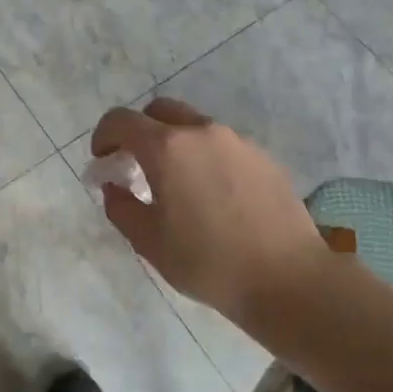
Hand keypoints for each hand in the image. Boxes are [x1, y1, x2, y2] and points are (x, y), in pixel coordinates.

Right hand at [90, 98, 332, 320]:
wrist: (289, 280)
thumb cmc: (208, 262)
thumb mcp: (149, 241)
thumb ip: (121, 207)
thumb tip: (114, 186)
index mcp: (166, 148)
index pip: (121, 120)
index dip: (104, 135)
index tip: (103, 159)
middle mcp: (201, 132)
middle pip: (160, 111)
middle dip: (140, 130)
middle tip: (136, 164)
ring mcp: (238, 141)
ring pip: (194, 127)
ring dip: (176, 144)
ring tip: (178, 184)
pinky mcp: (264, 158)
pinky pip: (223, 146)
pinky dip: (207, 157)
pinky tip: (214, 196)